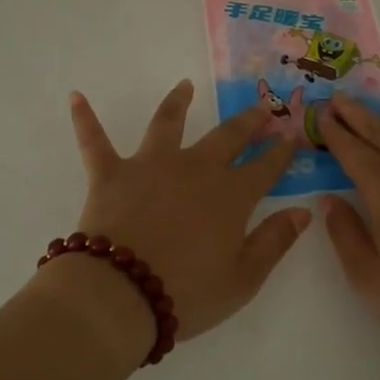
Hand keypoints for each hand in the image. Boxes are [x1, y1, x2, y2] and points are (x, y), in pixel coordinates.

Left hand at [63, 80, 311, 347]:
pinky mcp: (111, 173)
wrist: (119, 293)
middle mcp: (194, 168)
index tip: (293, 136)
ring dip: (177, 102)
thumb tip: (304, 211)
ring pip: (167, 123)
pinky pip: (94, 141)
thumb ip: (275, 242)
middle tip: (261, 108)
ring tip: (184, 85)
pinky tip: (75, 96)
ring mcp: (151, 165)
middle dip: (247, 121)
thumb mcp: (244, 279)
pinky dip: (85, 118)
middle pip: (227, 136)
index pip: (265, 167)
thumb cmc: (187, 292)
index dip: (282, 152)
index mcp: (230, 195)